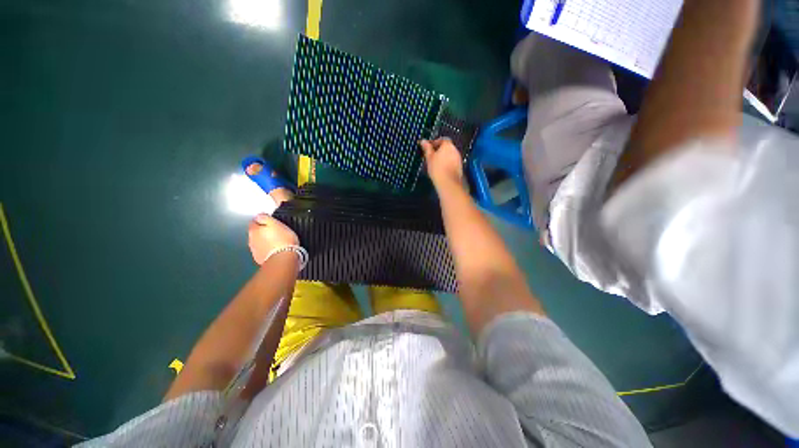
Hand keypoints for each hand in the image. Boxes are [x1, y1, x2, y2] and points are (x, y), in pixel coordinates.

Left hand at [248, 214, 299, 264]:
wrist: (284, 259)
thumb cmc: (283, 239)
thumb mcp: (277, 223)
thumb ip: (266, 218)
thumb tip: (259, 215)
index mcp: (254, 229)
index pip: (254, 221)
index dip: (263, 220)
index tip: (272, 222)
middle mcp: (251, 239)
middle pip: (255, 232)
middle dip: (263, 231)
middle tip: (276, 232)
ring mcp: (254, 250)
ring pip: (258, 242)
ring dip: (264, 241)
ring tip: (276, 242)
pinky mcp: (259, 258)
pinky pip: (262, 251)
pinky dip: (266, 249)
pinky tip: (275, 250)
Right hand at [420, 138, 463, 187]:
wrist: (448, 183)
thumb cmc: (437, 168)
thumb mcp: (429, 158)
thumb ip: (427, 148)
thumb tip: (423, 141)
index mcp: (448, 145)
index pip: (441, 139)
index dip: (434, 143)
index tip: (428, 148)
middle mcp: (455, 150)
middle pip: (447, 147)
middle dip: (439, 150)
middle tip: (431, 156)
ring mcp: (458, 159)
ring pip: (450, 155)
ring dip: (443, 157)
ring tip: (435, 164)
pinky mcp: (459, 167)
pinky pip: (452, 162)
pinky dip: (447, 164)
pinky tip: (441, 170)